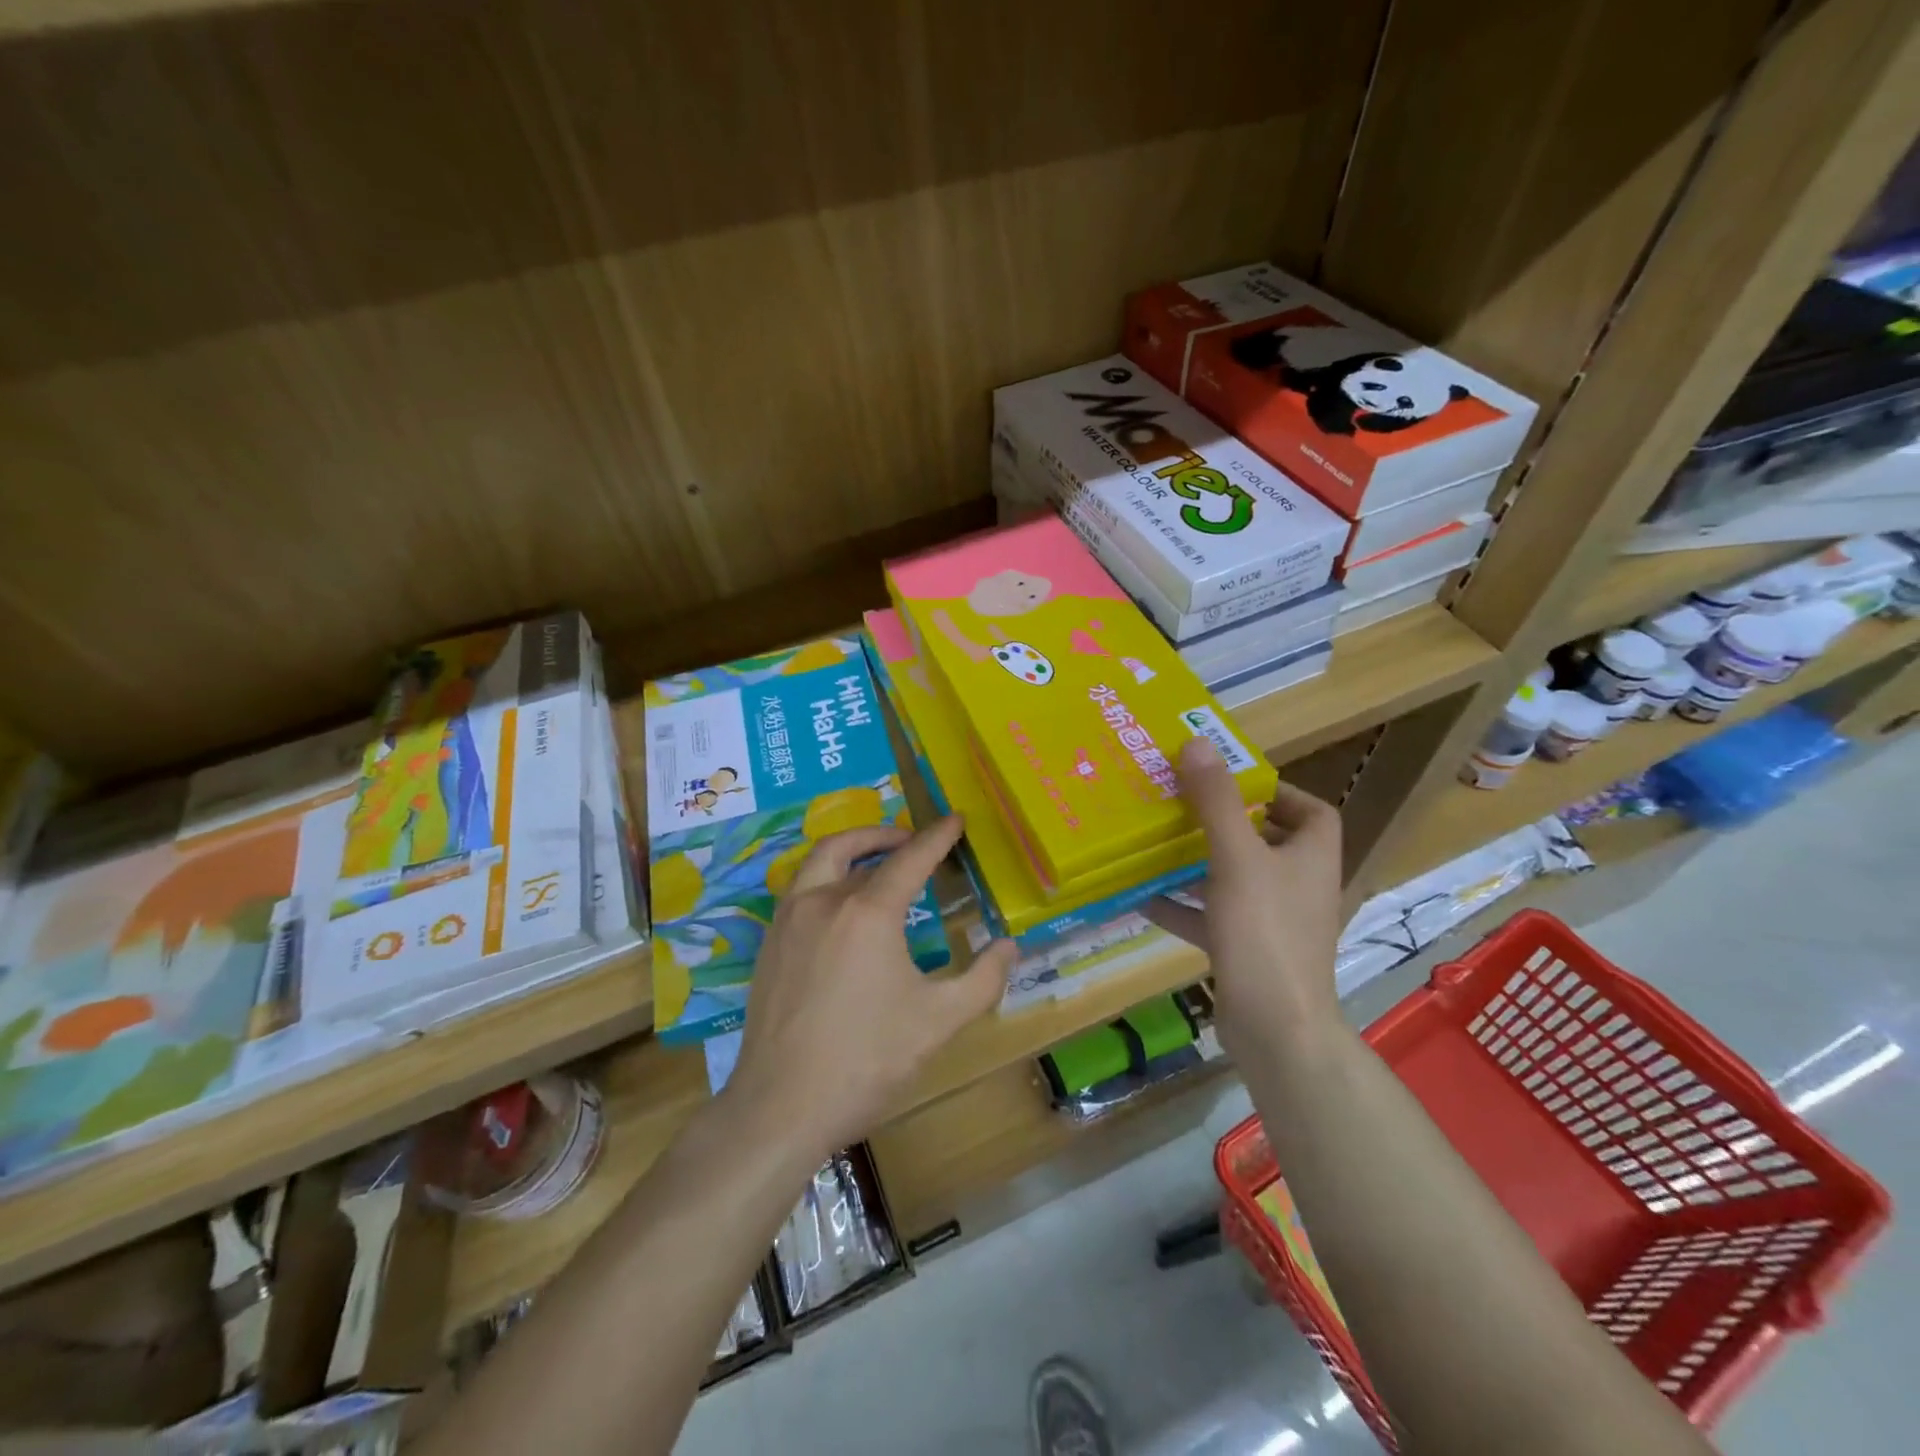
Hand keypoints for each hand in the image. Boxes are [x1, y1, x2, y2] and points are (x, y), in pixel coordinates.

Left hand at [725, 816, 1015, 1157]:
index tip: (955, 820)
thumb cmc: (866, 1060)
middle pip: (853, 847)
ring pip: (818, 862)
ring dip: (850, 849)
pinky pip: (799, 889)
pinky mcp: (769, 945)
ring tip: (874, 860)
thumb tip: (1008, 946)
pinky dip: (825, 876)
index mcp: (868, 913)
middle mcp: (823, 902)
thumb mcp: (938, 1022)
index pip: (910, 859)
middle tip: (912, 840)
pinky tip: (839, 905)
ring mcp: (788, 921)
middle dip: (886, 835)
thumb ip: (982, 979)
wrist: (780, 1107)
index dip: (936, 837)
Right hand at [1145, 738, 1343, 1062]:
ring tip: (1154, 844)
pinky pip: (1213, 919)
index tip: (1230, 781)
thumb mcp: (1236, 858)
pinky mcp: (1248, 952)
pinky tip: (1142, 898)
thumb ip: (1215, 801)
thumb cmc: (1265, 932)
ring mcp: (1274, 923)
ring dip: (1197, 864)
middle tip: (1179, 805)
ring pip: (1234, 880)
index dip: (1276, 791)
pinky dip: (1183, 908)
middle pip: (1265, 842)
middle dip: (1223, 824)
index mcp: (1310, 857)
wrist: (1276, 1029)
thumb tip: (1197, 743)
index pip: (1311, 810)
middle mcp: (1298, 886)